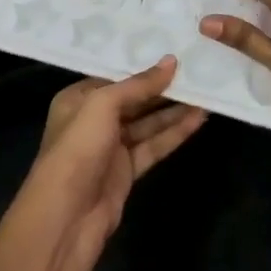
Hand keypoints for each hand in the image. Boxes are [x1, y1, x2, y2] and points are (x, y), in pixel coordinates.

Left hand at [19, 57, 206, 247]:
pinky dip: (174, 134)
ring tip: (206, 92)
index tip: (175, 52)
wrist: (65, 217)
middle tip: (197, 71)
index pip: (115, 76)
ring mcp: (111, 147)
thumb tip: (171, 61)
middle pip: (134, 100)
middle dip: (163, 88)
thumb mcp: (103, 105)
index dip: (144, 66)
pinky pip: (153, 146)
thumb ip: (138, 85)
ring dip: (174, 110)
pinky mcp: (126, 171)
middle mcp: (93, 120)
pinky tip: (198, 120)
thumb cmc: (77, 149)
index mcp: (78, 99)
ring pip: (147, 123)